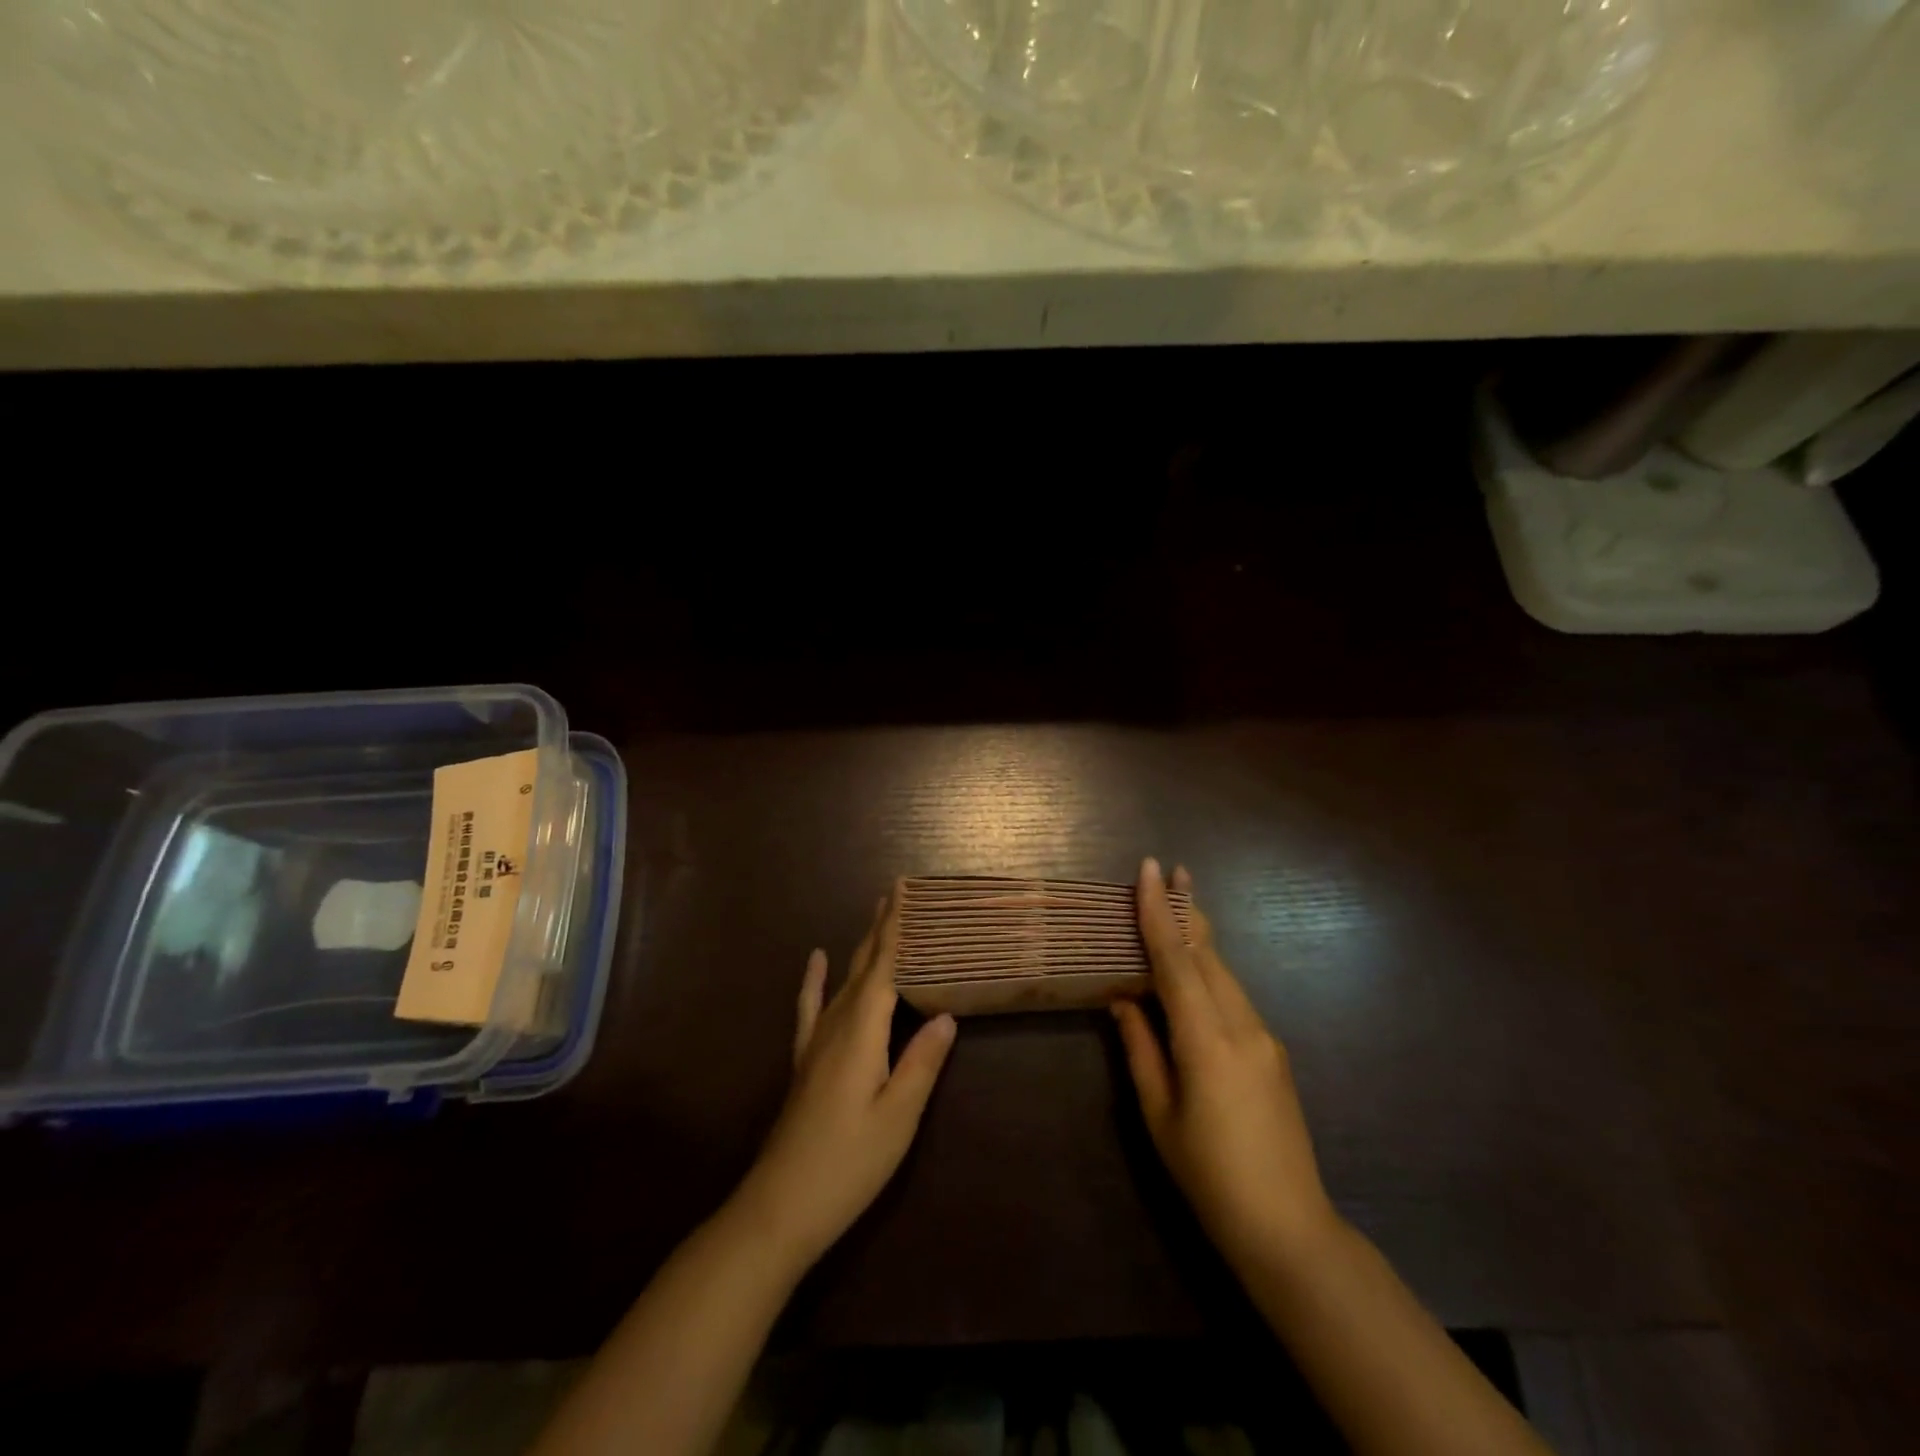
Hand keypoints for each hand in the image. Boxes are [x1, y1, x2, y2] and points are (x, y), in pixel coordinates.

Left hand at [733, 895, 957, 1270]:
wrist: (780, 1205)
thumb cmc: (849, 1162)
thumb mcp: (898, 1117)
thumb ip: (922, 1062)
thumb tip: (946, 1014)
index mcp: (862, 1032)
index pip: (884, 967)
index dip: (896, 928)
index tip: (903, 889)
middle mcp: (836, 1025)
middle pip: (863, 965)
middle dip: (881, 928)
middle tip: (896, 892)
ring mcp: (816, 1042)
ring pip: (843, 980)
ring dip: (860, 947)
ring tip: (873, 917)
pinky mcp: (805, 1060)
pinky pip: (811, 1007)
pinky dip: (815, 980)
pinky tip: (816, 960)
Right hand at [1112, 859, 1338, 1271]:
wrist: (1289, 1228)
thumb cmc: (1209, 1176)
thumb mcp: (1159, 1114)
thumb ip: (1140, 1048)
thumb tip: (1122, 999)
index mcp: (1207, 1041)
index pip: (1176, 961)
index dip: (1160, 912)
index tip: (1151, 868)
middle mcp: (1242, 1026)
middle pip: (1208, 955)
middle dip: (1186, 910)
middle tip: (1168, 871)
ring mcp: (1265, 1037)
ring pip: (1224, 972)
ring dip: (1198, 939)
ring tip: (1176, 908)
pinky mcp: (1273, 1052)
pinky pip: (1234, 996)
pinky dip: (1209, 972)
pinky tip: (1193, 973)